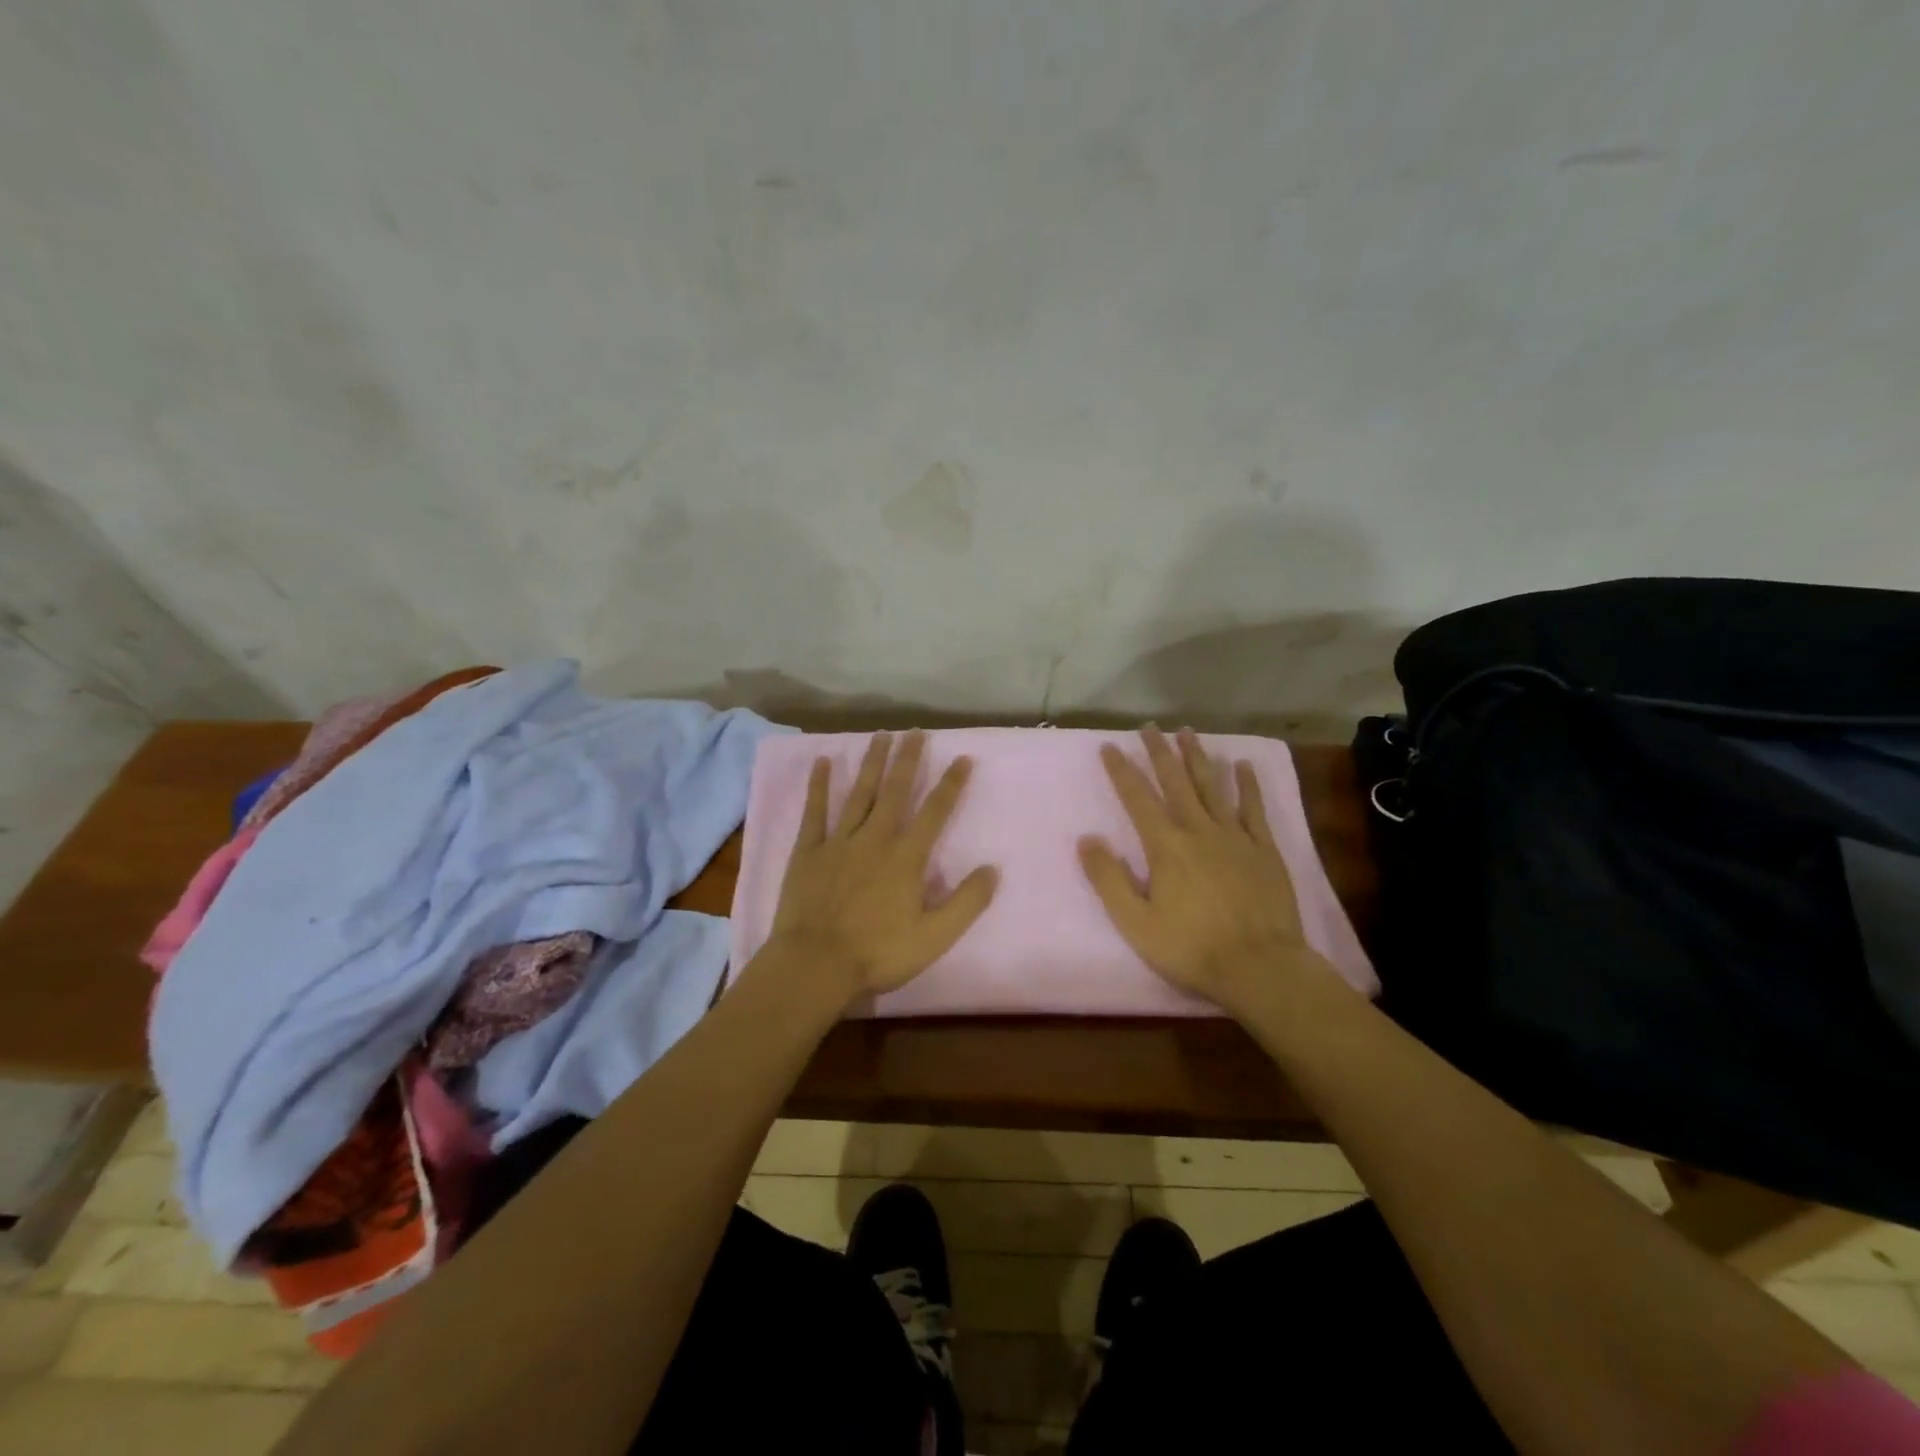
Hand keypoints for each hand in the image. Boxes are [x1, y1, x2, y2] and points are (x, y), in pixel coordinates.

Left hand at [768, 731, 997, 1004]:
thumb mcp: (934, 937)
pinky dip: (819, 786)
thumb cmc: (878, 953)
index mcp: (906, 858)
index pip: (935, 812)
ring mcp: (839, 842)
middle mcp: (875, 839)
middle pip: (895, 791)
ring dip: (871, 762)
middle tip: (915, 731)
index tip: (962, 759)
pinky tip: (823, 762)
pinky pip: (815, 812)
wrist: (815, 965)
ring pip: (859, 793)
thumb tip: (993, 869)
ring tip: (880, 735)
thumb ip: (966, 902)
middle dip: (908, 759)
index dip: (951, 785)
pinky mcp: (809, 851)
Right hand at [1079, 727, 1331, 1012]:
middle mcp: (1199, 831)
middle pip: (1176, 782)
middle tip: (1150, 727)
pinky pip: (1254, 809)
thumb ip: (1109, 879)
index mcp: (1166, 847)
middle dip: (1160, 753)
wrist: (1260, 967)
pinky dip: (1247, 785)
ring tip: (1187, 733)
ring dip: (1198, 758)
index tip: (1110, 747)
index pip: (1138, 799)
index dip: (1122, 771)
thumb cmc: (1191, 948)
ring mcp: (1235, 837)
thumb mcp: (1136, 923)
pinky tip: (1242, 765)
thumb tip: (1087, 839)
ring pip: (1213, 787)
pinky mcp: (1264, 850)